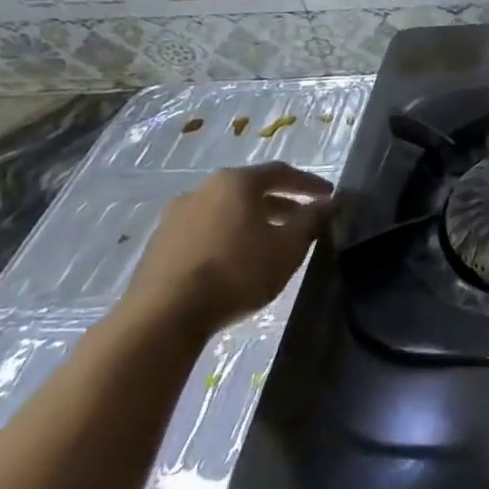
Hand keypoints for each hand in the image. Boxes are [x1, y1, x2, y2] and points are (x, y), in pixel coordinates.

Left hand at [120, 162, 333, 337]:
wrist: (162, 317)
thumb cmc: (236, 272)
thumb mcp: (288, 247)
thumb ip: (311, 221)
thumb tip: (326, 204)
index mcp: (236, 182)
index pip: (281, 172)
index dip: (308, 183)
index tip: (329, 196)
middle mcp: (203, 189)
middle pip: (251, 190)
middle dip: (281, 203)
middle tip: (303, 220)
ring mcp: (175, 216)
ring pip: (226, 211)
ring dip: (252, 221)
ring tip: (270, 243)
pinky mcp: (158, 245)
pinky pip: (205, 231)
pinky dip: (227, 237)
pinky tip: (236, 260)